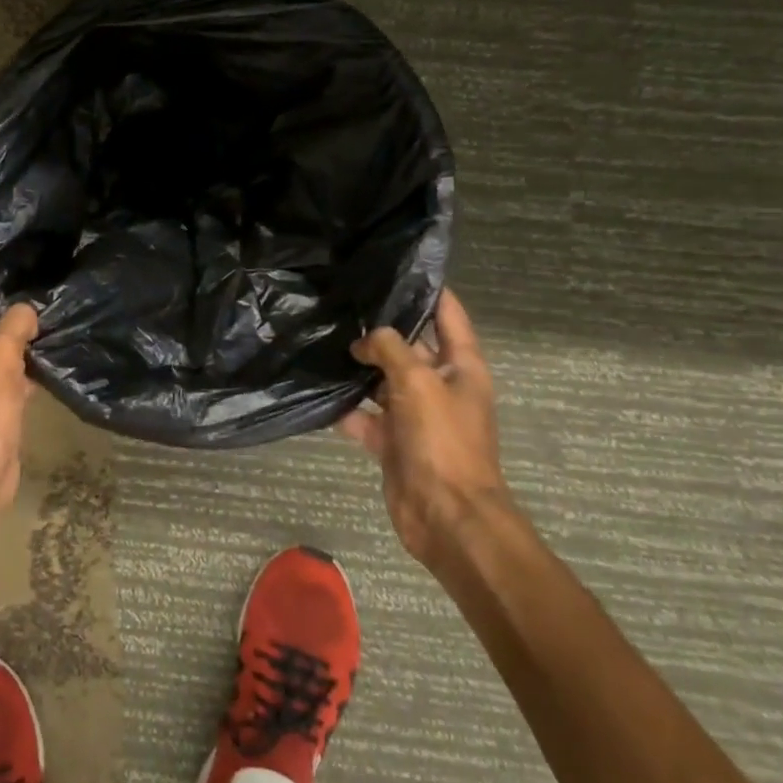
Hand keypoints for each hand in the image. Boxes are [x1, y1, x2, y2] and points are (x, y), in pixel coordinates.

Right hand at [339, 288, 507, 569]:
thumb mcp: (417, 382)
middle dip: (380, 330)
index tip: (396, 267)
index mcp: (461, 367)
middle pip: (409, 347)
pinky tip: (321, 396)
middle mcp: (440, 386)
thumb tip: (365, 340)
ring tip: (323, 342)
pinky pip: (366, 418)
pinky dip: (347, 410)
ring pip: (383, 382)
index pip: (448, 315)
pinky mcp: (394, 442)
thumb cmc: (442, 441)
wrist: (445, 515)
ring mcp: (416, 415)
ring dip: (359, 370)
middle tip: (342, 304)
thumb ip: (389, 349)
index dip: (428, 290)